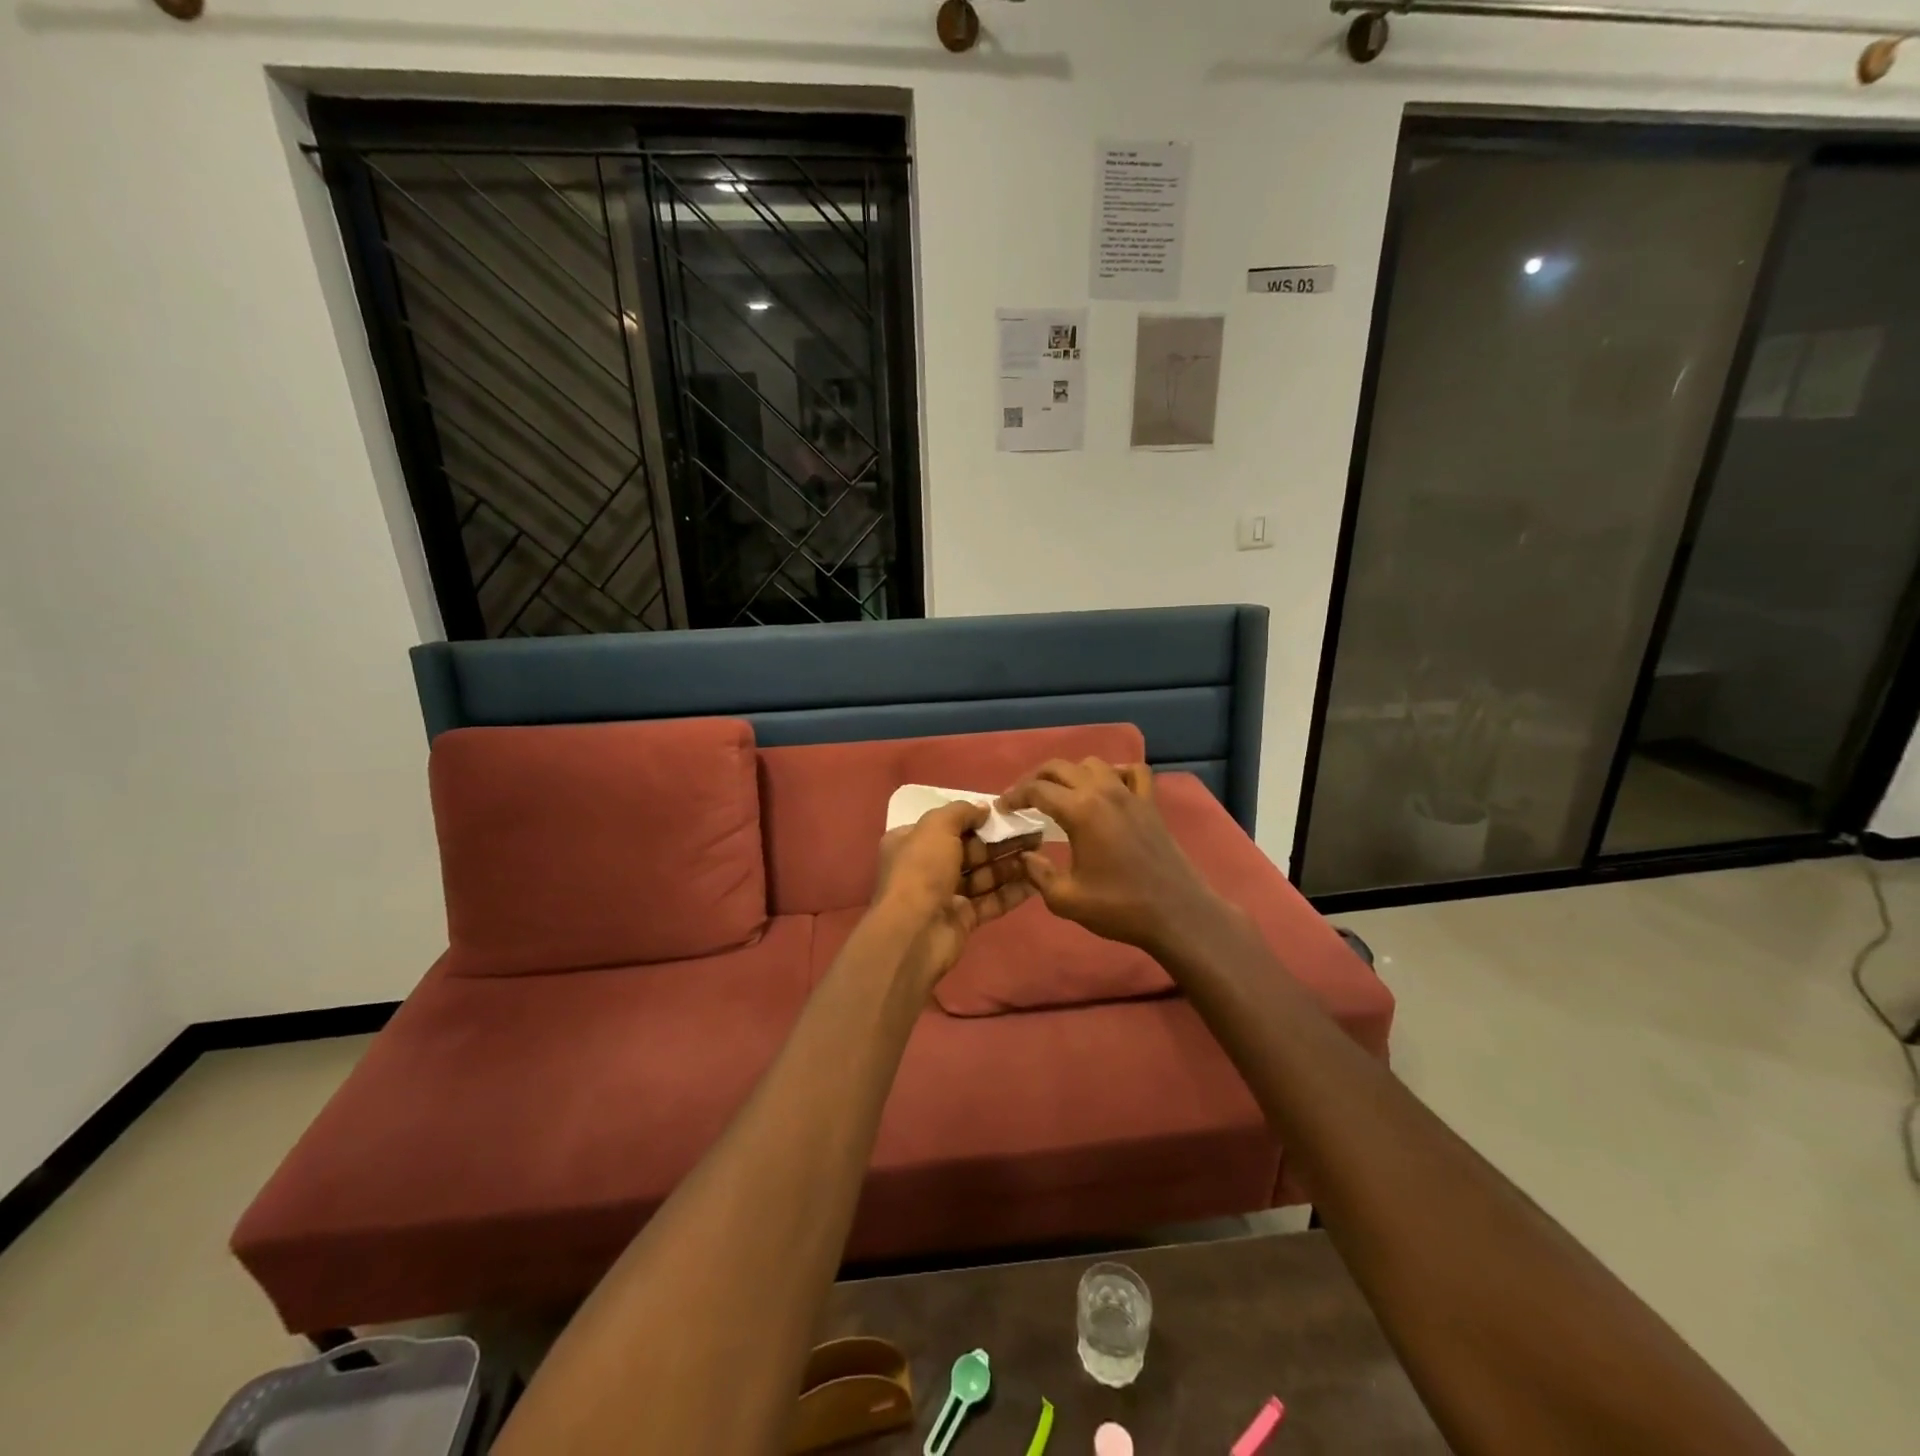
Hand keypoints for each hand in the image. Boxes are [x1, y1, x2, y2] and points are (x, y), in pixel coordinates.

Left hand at [871, 801, 1037, 989]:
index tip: (1006, 812)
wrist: (913, 933)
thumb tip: (983, 808)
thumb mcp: (936, 828)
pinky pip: (991, 900)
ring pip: (983, 875)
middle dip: (1001, 841)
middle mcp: (927, 866)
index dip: (975, 817)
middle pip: (970, 849)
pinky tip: (1037, 881)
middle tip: (1034, 831)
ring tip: (1040, 852)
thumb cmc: (921, 871)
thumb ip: (960, 812)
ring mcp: (946, 894)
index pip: (946, 824)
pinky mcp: (963, 918)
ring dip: (1011, 864)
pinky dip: (1012, 891)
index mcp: (911, 841)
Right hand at [998, 759, 1222, 955]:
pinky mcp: (1150, 804)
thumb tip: (1025, 856)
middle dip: (1036, 779)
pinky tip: (1107, 788)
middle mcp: (1103, 792)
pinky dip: (1116, 773)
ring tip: (1061, 794)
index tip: (1003, 808)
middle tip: (1023, 799)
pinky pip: (1133, 772)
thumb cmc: (1119, 907)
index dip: (1014, 796)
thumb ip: (1037, 874)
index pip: (1037, 790)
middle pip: (1060, 768)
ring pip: (1093, 764)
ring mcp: (1130, 794)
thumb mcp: (1066, 899)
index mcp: (1080, 811)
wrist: (1176, 914)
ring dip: (1071, 774)